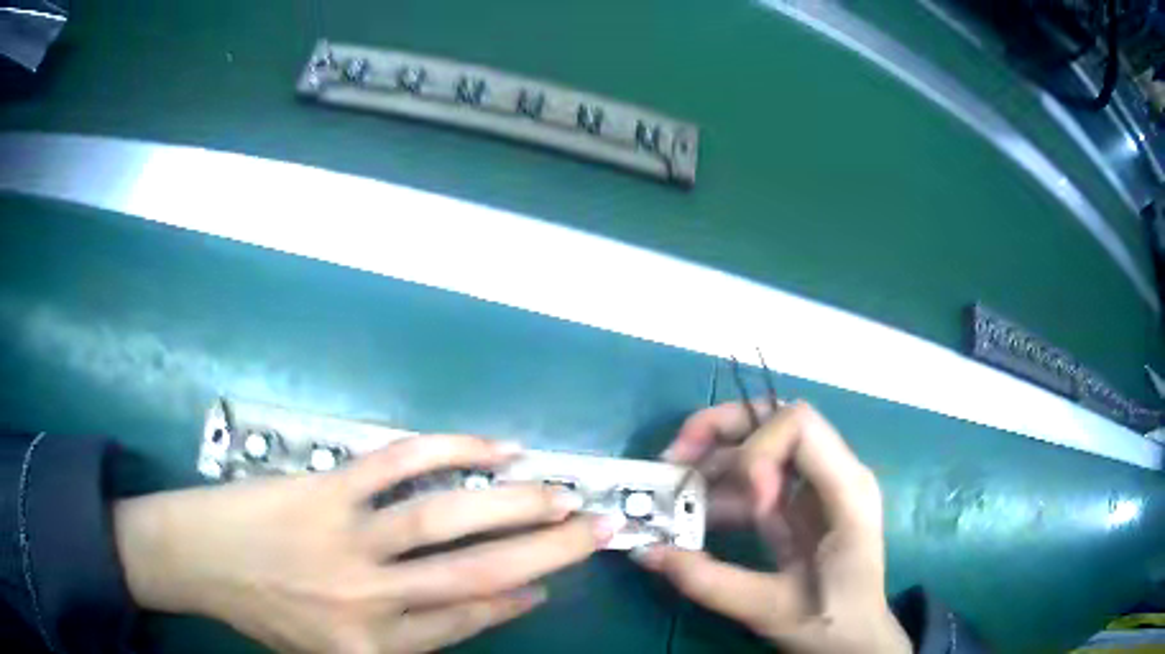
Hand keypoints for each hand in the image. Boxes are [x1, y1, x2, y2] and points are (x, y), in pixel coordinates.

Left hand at [114, 435, 620, 652]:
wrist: (197, 559)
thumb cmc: (267, 613)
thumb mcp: (336, 651)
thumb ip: (415, 638)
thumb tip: (500, 603)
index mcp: (373, 645)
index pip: (469, 619)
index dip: (521, 596)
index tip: (555, 578)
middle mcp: (370, 598)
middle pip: (478, 573)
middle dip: (550, 552)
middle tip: (600, 528)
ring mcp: (348, 537)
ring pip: (448, 517)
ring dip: (516, 503)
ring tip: (562, 491)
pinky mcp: (327, 486)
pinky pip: (399, 462)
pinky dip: (453, 450)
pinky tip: (496, 445)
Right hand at [633, 401, 909, 653]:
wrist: (856, 637)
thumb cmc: (830, 622)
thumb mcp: (769, 608)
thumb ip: (708, 581)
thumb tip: (645, 551)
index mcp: (845, 491)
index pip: (800, 425)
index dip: (760, 451)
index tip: (748, 503)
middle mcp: (834, 474)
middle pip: (778, 419)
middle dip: (722, 429)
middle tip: (676, 456)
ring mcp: (817, 487)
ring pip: (763, 443)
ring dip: (715, 460)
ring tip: (673, 489)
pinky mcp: (800, 504)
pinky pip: (758, 478)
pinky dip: (723, 489)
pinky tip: (694, 514)